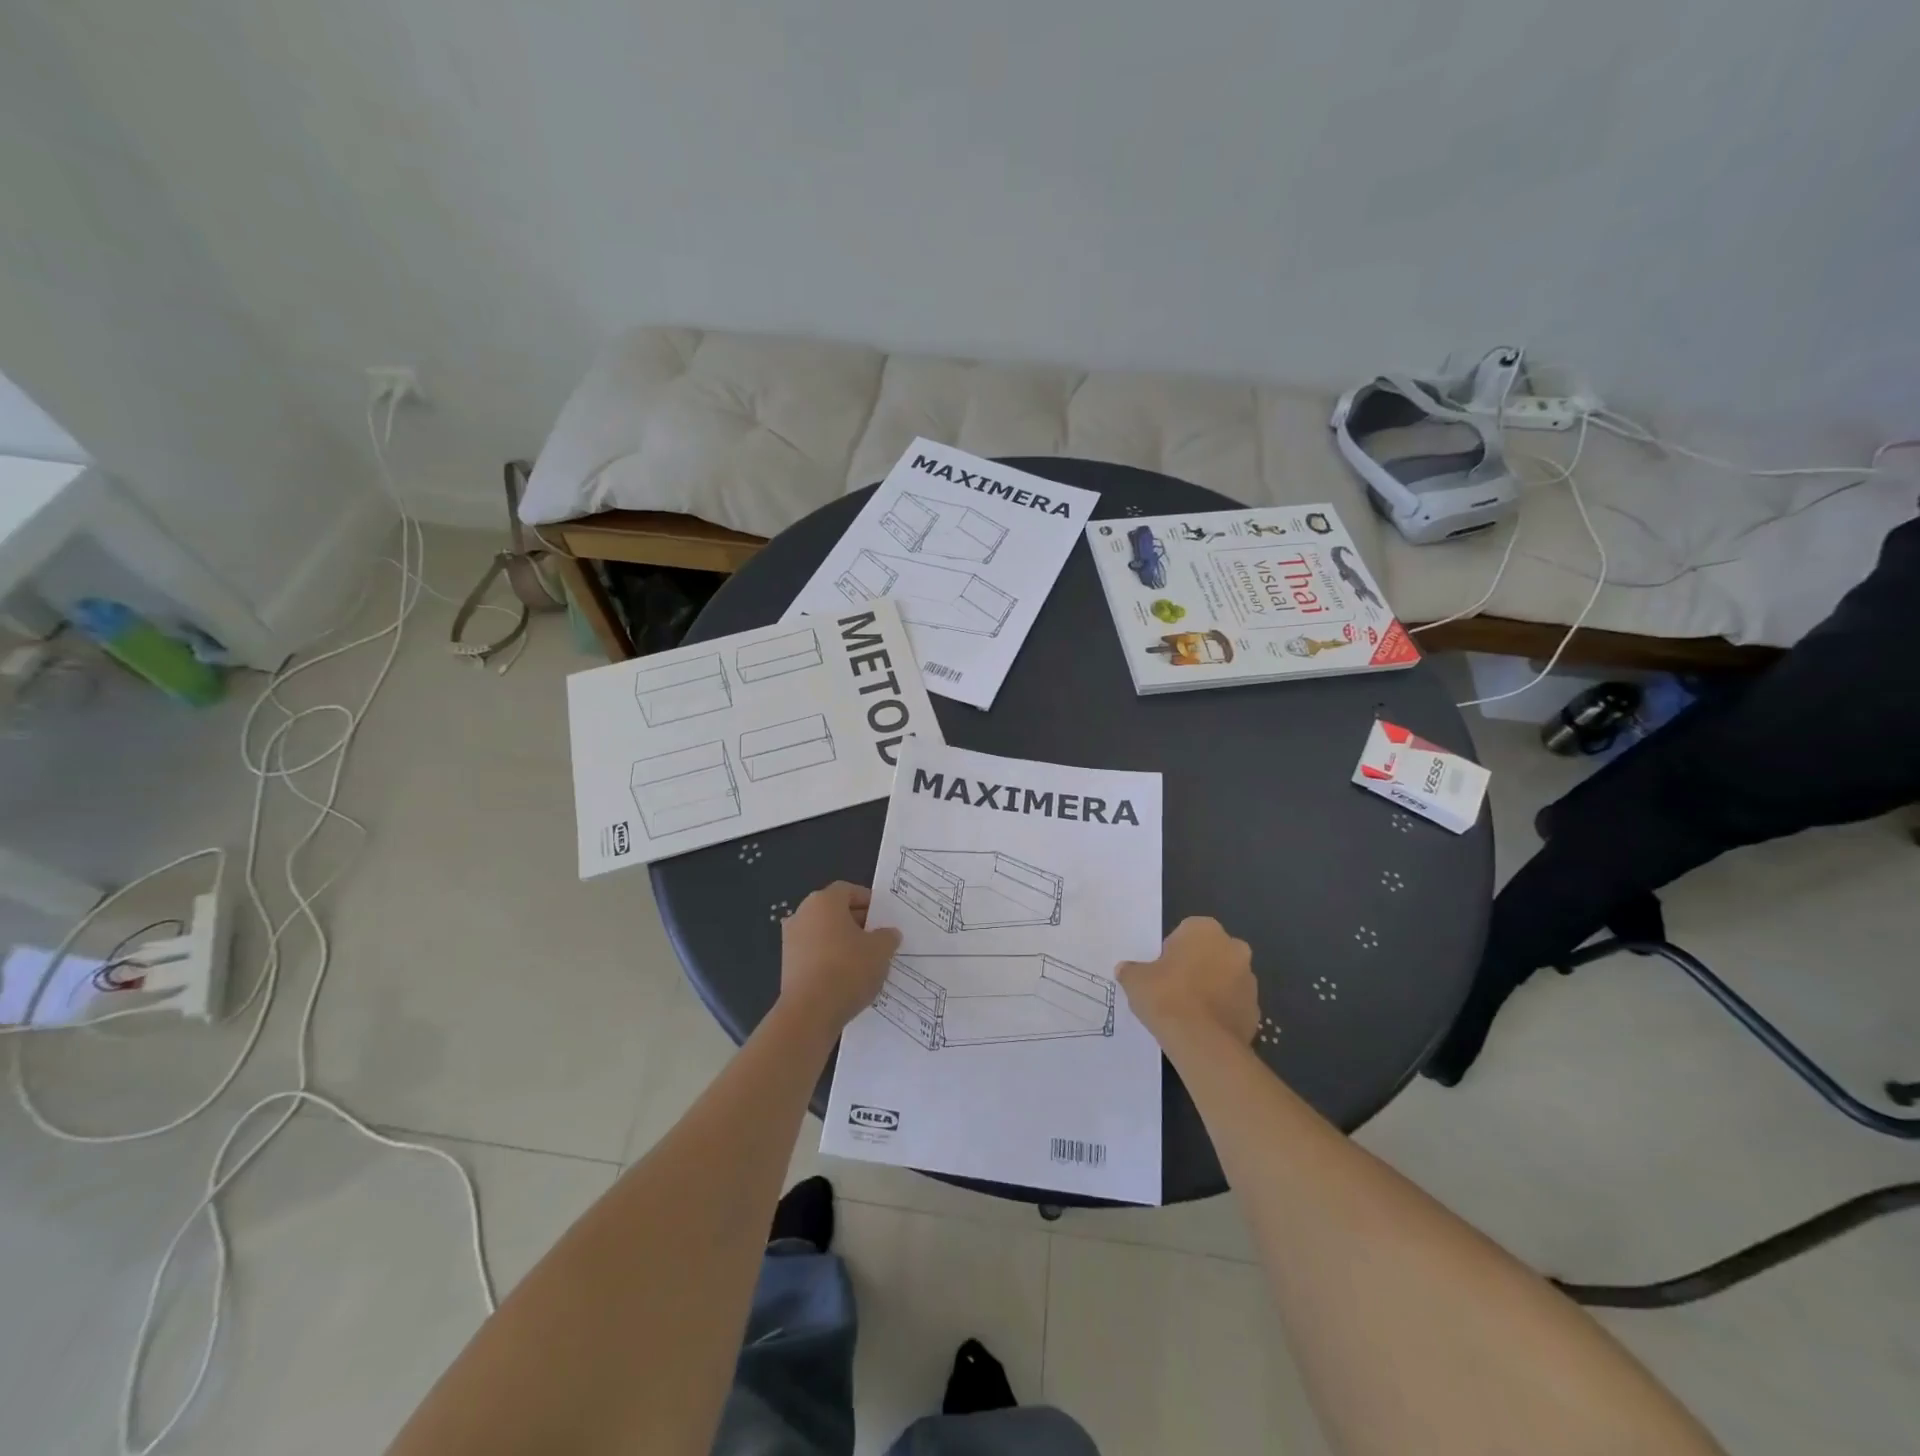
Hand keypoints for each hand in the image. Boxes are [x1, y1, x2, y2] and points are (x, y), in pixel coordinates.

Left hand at [778, 882, 901, 1035]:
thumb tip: (888, 933)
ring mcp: (791, 940)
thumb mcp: (881, 950)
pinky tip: (846, 977)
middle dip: (857, 922)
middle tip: (878, 939)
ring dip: (843, 942)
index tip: (883, 917)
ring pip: (824, 933)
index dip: (868, 901)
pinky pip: (815, 954)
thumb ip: (887, 936)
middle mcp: (802, 914)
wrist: (810, 1012)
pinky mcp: (787, 965)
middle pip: (834, 911)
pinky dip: (830, 959)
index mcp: (824, 901)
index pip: (849, 891)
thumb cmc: (848, 969)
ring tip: (865, 961)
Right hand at [1117, 917, 1259, 1048]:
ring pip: (1225, 979)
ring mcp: (1250, 980)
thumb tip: (1125, 971)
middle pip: (1210, 953)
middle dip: (1197, 967)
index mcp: (1205, 930)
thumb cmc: (1165, 996)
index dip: (1172, 952)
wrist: (1201, 1042)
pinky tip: (1202, 1028)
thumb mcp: (1135, 980)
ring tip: (1187, 1013)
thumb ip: (1131, 970)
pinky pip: (1234, 1006)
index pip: (1186, 933)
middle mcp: (1233, 947)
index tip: (1161, 971)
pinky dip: (1221, 1013)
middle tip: (1174, 989)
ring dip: (1211, 990)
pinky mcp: (1256, 1011)